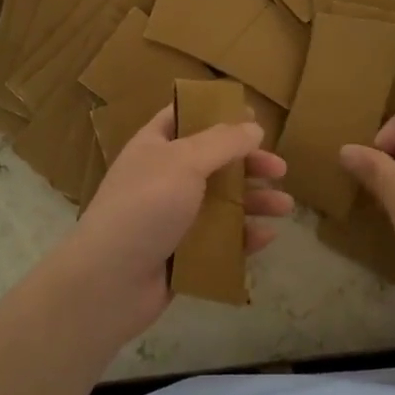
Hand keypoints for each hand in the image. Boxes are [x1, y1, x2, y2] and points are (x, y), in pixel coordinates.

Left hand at [58, 106, 291, 342]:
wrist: (109, 282)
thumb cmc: (145, 207)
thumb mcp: (184, 162)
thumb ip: (223, 142)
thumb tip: (254, 127)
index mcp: (155, 146)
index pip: (184, 117)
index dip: (215, 112)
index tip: (251, 115)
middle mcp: (164, 177)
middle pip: (213, 162)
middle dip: (248, 163)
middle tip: (279, 168)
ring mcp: (173, 217)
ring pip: (221, 202)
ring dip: (253, 201)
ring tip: (285, 206)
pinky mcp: (182, 253)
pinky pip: (219, 239)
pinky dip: (243, 237)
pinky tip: (267, 237)